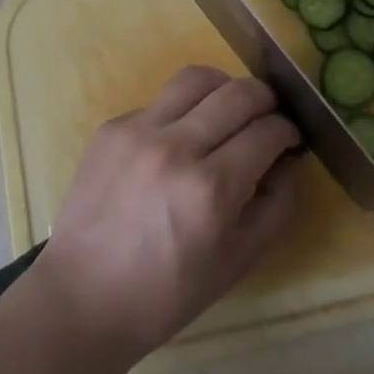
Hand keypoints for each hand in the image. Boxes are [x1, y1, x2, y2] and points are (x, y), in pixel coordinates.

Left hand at [31, 66, 300, 361]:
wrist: (83, 296)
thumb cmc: (166, 294)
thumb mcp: (237, 263)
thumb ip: (275, 205)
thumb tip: (288, 159)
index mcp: (211, 189)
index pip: (267, 131)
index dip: (288, 131)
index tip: (290, 139)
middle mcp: (176, 147)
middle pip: (238, 92)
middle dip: (265, 100)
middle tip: (268, 118)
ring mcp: (139, 130)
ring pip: (197, 77)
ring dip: (224, 87)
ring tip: (228, 109)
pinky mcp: (112, 126)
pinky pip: (161, 100)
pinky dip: (182, 111)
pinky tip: (180, 139)